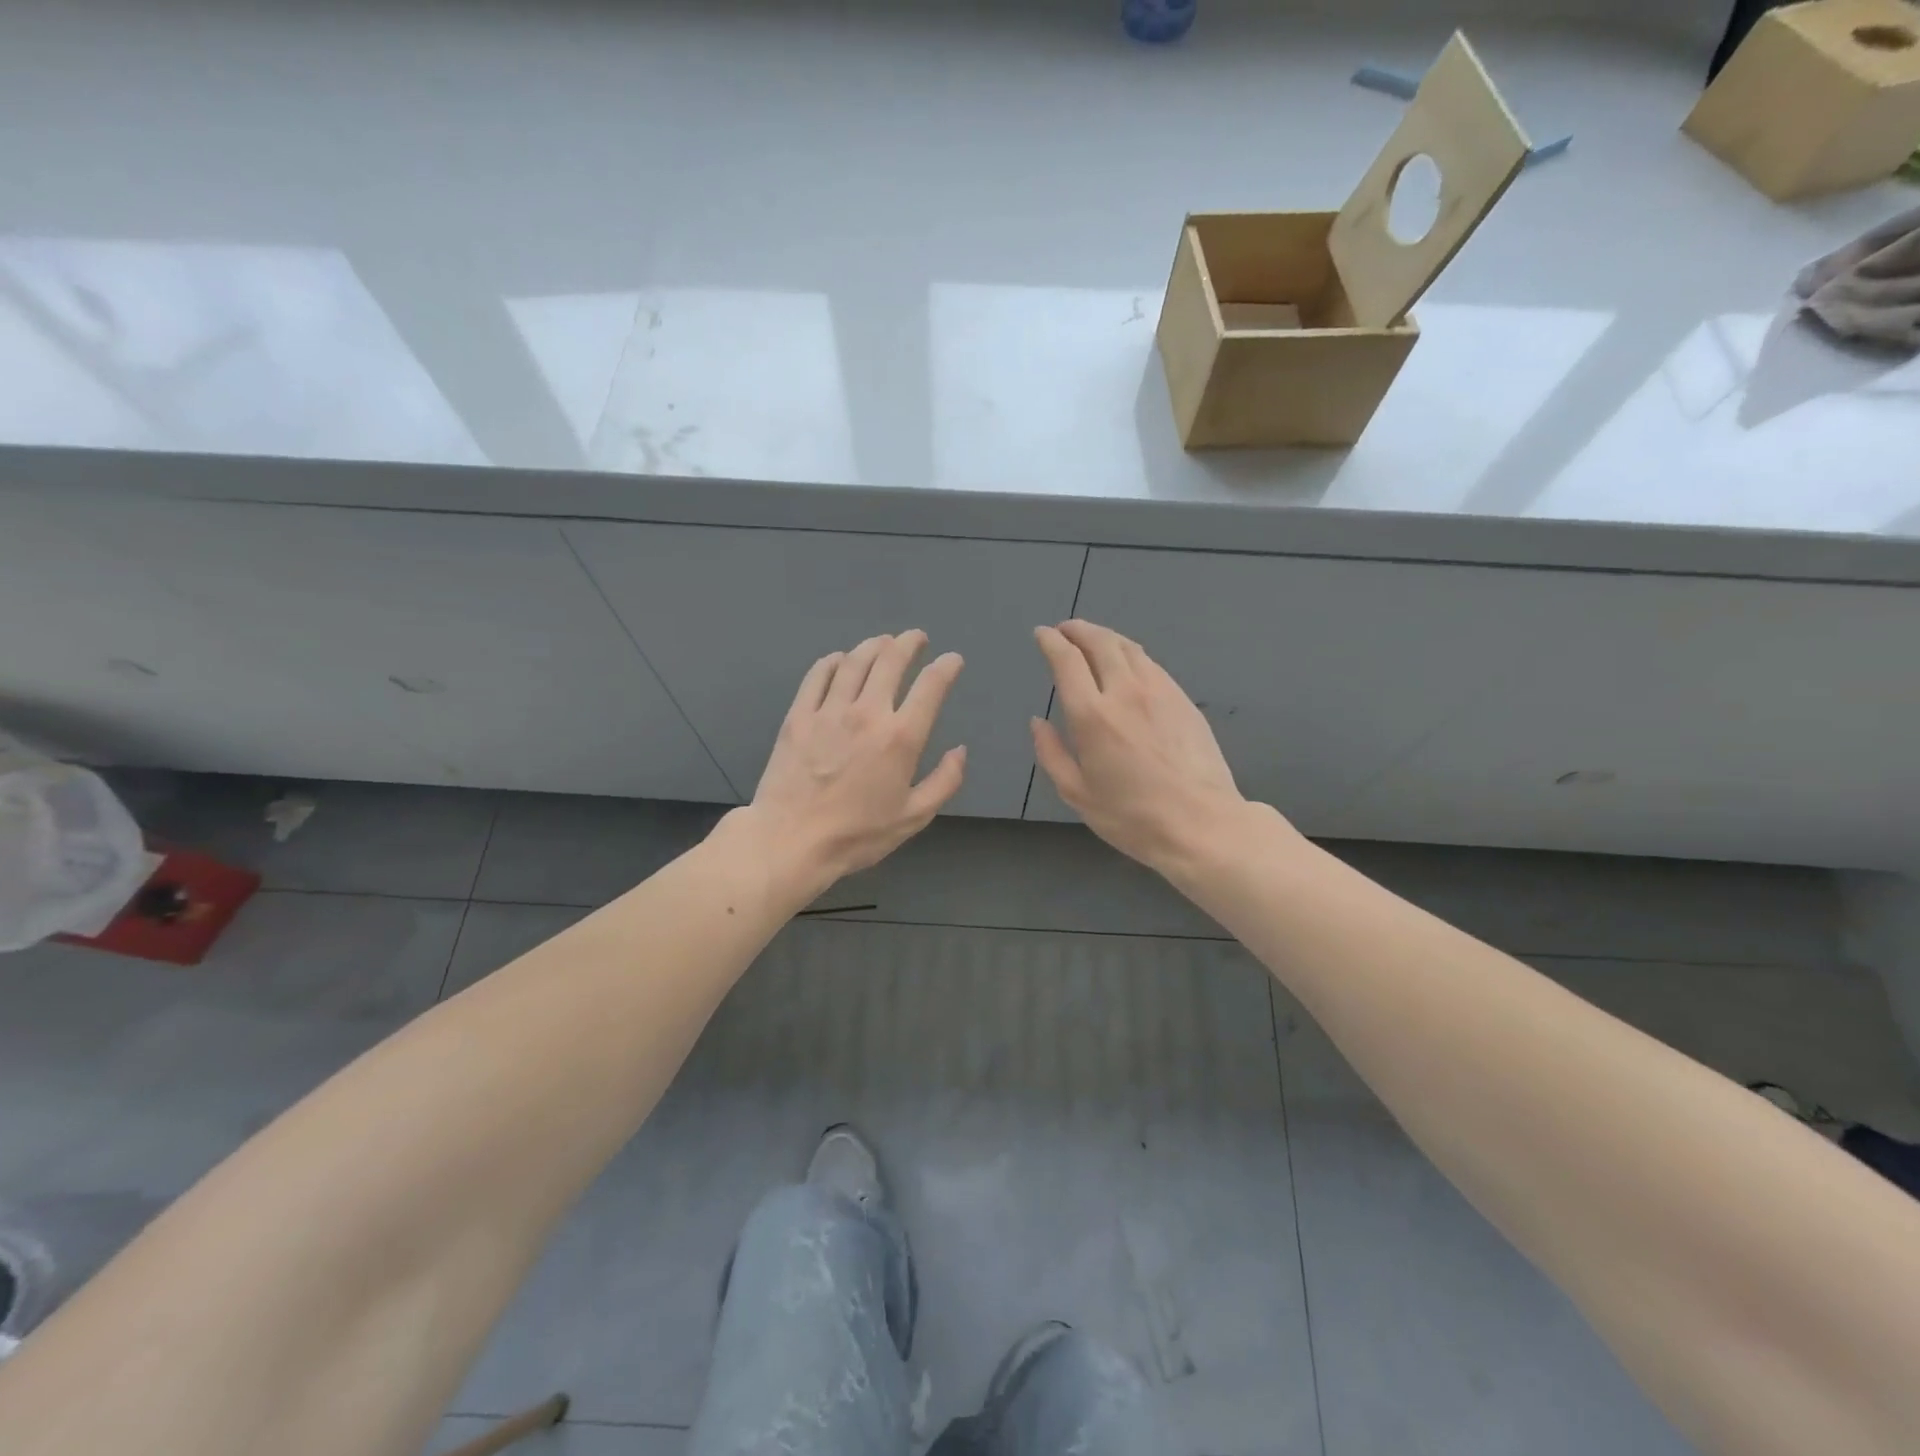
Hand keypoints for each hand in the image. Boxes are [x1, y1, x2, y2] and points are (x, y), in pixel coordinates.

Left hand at [747, 630, 965, 894]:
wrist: (790, 841)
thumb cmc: (857, 835)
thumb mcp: (913, 817)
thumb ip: (944, 782)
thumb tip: (960, 750)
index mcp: (901, 737)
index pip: (931, 686)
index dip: (946, 667)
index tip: (952, 660)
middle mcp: (867, 713)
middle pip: (890, 661)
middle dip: (908, 643)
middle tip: (915, 638)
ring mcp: (829, 711)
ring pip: (854, 661)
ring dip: (873, 646)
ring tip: (882, 642)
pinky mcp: (798, 716)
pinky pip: (817, 676)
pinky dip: (832, 661)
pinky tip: (839, 660)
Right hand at [1031, 620, 1252, 875]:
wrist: (1201, 823)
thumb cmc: (1132, 816)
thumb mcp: (1077, 793)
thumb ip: (1051, 753)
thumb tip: (1038, 722)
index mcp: (1092, 716)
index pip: (1067, 661)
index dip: (1051, 642)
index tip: (1041, 634)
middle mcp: (1125, 692)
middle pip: (1100, 642)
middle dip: (1078, 630)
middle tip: (1065, 629)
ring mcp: (1160, 692)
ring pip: (1129, 648)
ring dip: (1105, 636)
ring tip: (1093, 639)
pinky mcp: (1183, 700)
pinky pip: (1151, 664)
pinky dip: (1131, 653)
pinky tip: (1127, 662)